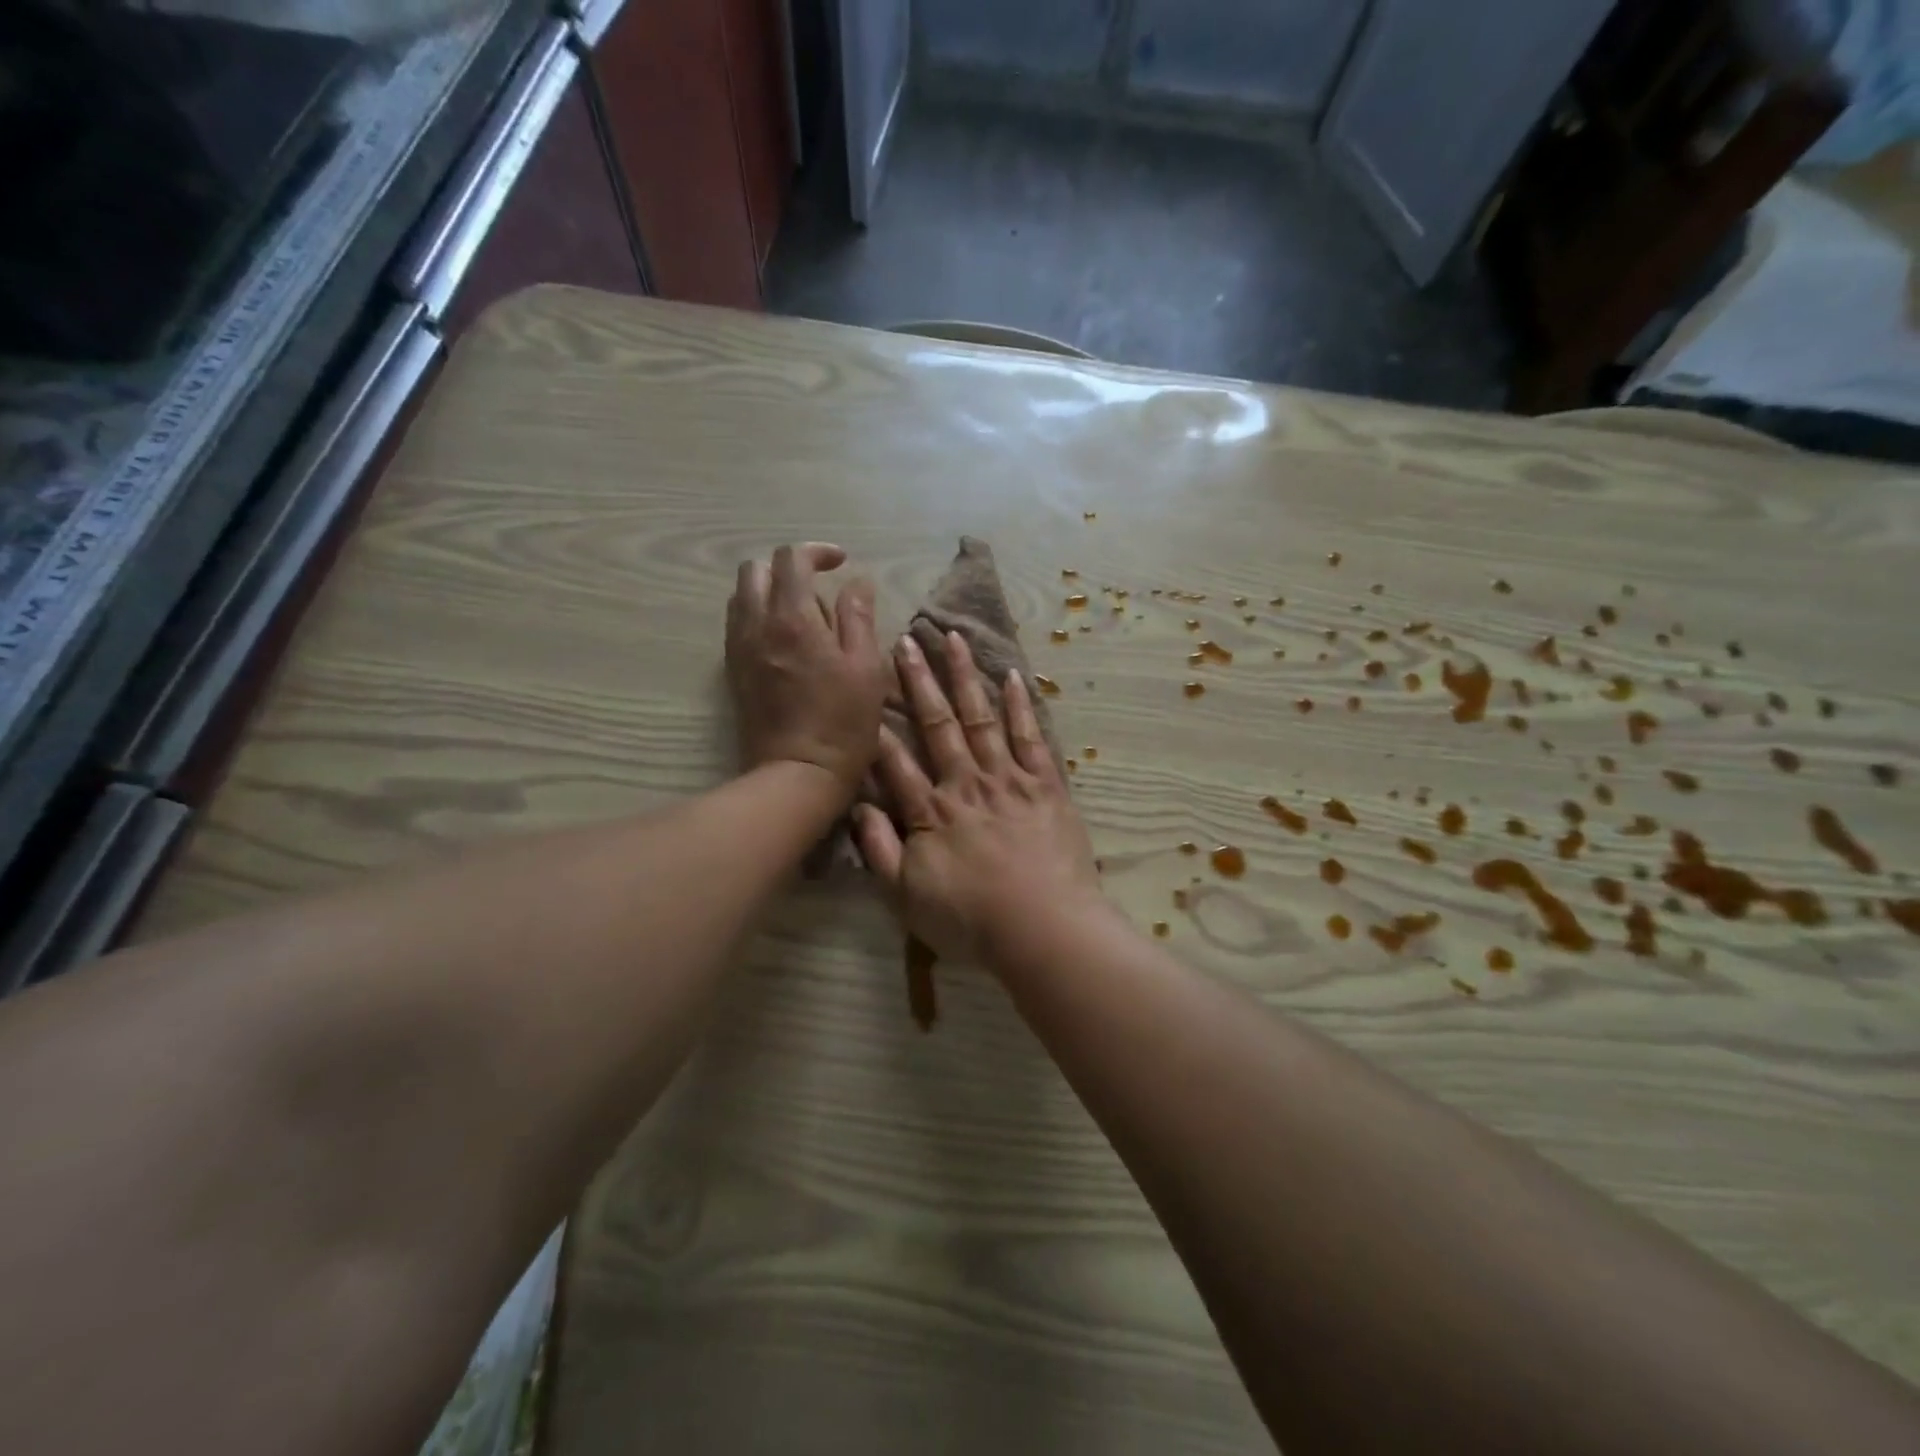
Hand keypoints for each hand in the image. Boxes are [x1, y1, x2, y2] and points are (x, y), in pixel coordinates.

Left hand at [726, 543, 885, 794]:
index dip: (817, 552)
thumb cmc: (843, 723)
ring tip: (803, 614)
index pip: (792, 559)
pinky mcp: (733, 672)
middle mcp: (756, 624)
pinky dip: (758, 616)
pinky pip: (737, 624)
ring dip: (770, 591)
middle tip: (819, 588)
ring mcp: (739, 649)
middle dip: (787, 568)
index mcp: (793, 618)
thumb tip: (857, 583)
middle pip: (756, 570)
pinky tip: (786, 641)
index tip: (841, 564)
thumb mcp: (866, 668)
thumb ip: (858, 618)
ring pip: (742, 596)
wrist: (796, 775)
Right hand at [853, 631, 1105, 962]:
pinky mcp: (1046, 785)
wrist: (1044, 929)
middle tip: (906, 641)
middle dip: (919, 681)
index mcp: (930, 812)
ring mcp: (1008, 780)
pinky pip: (1030, 738)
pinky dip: (1020, 706)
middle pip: (937, 724)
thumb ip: (878, 851)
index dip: (878, 725)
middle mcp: (966, 784)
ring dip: (965, 677)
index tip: (866, 686)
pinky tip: (1012, 676)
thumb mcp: (906, 898)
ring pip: (981, 718)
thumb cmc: (972, 921)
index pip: (896, 761)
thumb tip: (857, 808)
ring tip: (952, 638)